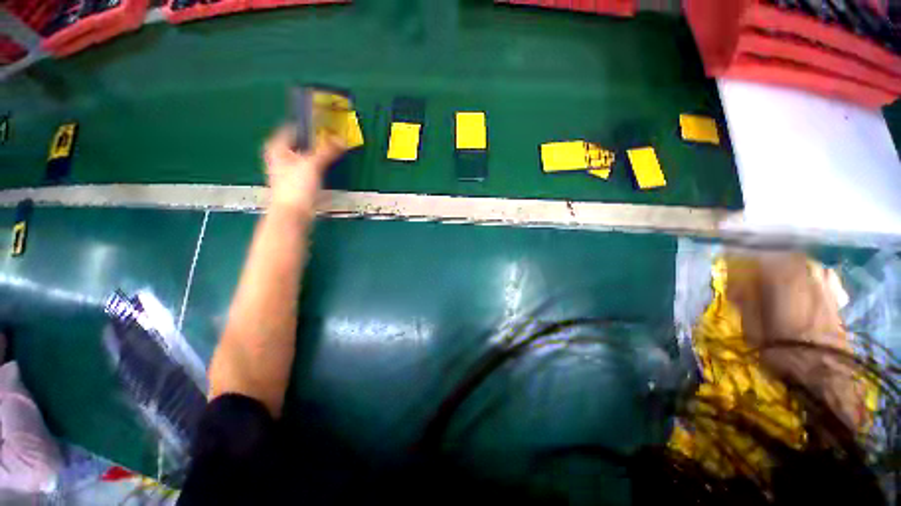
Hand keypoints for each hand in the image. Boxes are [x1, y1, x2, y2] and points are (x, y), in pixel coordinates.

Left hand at [263, 126, 345, 213]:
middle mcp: (280, 156)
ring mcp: (289, 170)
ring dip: (319, 153)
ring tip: (334, 150)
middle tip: (333, 136)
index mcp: (277, 147)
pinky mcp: (298, 182)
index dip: (308, 125)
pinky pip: (310, 167)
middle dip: (316, 140)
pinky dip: (319, 164)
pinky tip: (328, 166)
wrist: (293, 213)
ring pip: (306, 155)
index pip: (293, 128)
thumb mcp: (312, 164)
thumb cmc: (296, 186)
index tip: (325, 124)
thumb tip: (341, 139)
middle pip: (301, 142)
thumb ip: (327, 151)